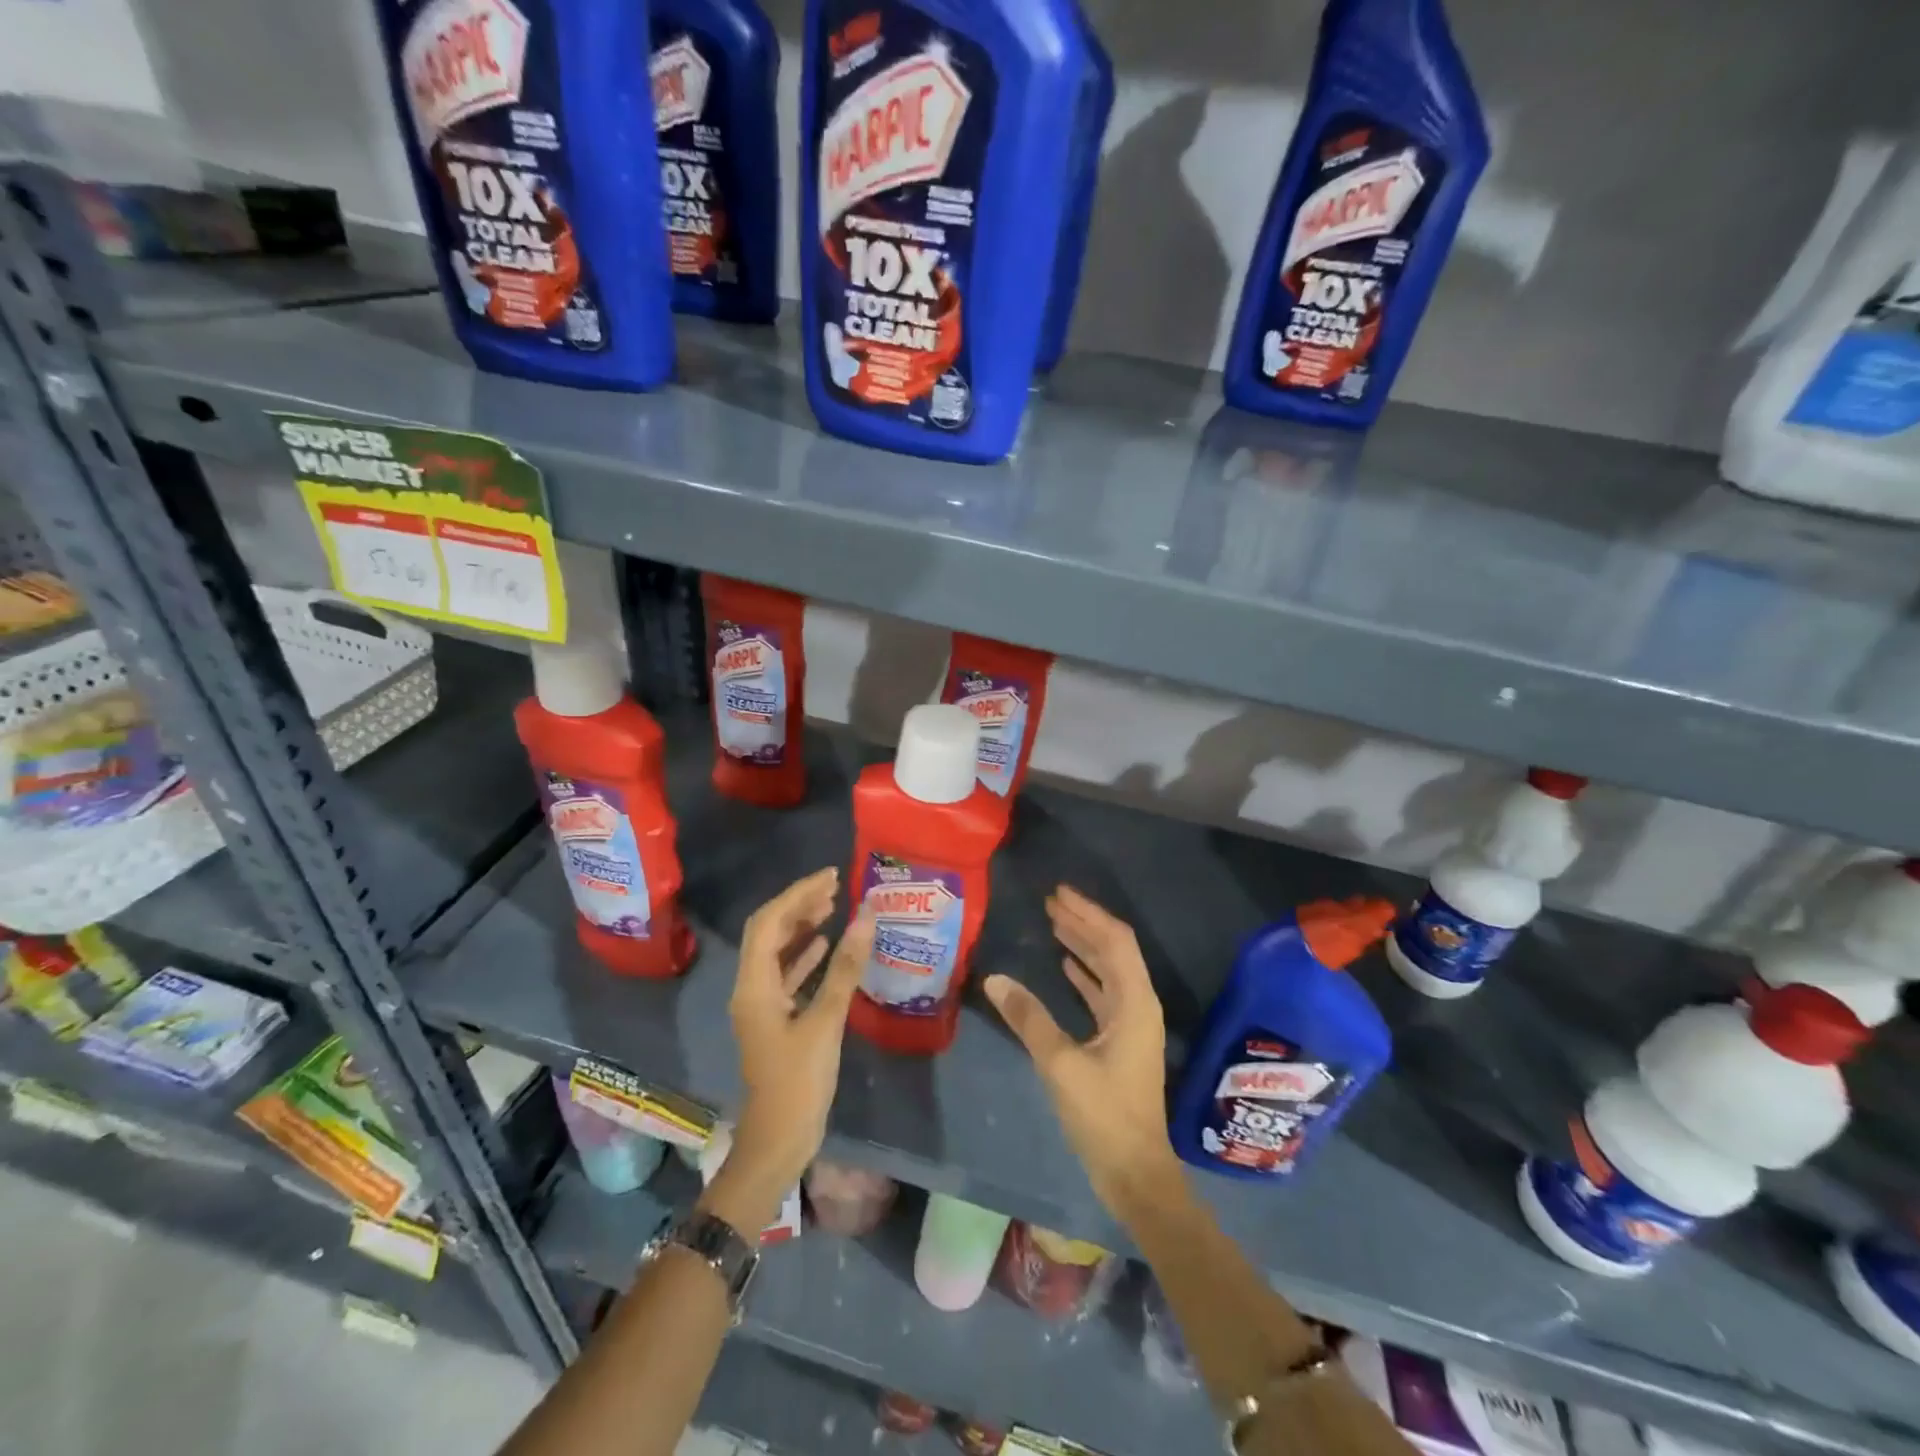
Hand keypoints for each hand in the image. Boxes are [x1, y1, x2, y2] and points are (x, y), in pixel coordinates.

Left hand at [712, 867, 873, 1227]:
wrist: (778, 1141)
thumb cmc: (798, 1082)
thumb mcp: (825, 1022)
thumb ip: (844, 968)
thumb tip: (864, 918)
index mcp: (754, 985)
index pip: (769, 922)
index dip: (798, 894)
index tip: (832, 877)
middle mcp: (750, 988)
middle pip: (769, 932)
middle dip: (799, 904)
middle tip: (836, 887)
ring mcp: (761, 1005)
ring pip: (777, 951)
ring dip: (801, 926)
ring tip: (833, 906)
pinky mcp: (775, 1019)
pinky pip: (786, 974)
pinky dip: (805, 955)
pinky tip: (826, 945)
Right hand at [984, 886, 1176, 1209]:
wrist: (1135, 1172)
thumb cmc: (1104, 1115)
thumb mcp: (1060, 1064)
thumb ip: (1028, 1018)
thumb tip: (995, 978)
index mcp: (1135, 1003)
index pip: (1114, 941)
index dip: (1088, 913)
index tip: (1058, 893)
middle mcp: (1139, 1005)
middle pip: (1113, 950)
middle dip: (1083, 923)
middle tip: (1050, 902)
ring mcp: (1132, 1024)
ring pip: (1108, 970)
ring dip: (1083, 945)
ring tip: (1054, 924)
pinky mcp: (1121, 1041)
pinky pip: (1103, 993)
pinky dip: (1084, 974)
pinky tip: (1064, 966)